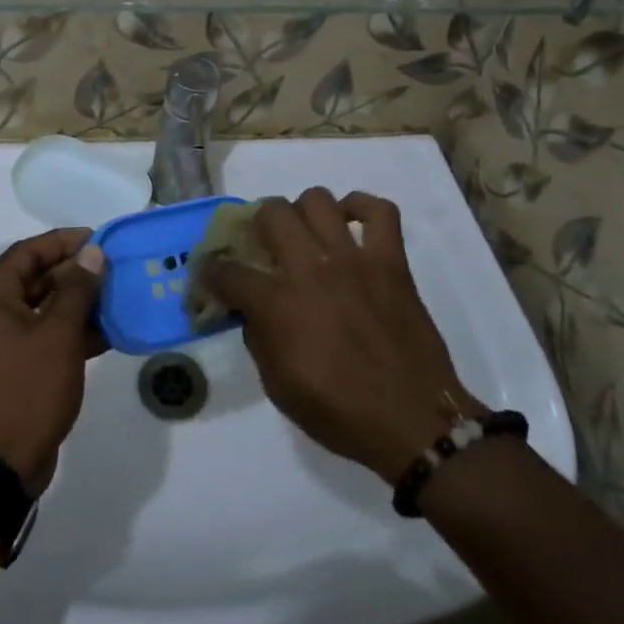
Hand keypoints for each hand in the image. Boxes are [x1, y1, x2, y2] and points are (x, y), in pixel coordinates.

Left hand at [0, 229, 106, 494]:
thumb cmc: (26, 390)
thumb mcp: (58, 335)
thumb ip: (78, 289)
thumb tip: (92, 253)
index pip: (29, 251)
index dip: (65, 242)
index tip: (100, 240)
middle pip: (35, 278)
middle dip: (75, 274)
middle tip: (113, 271)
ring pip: (41, 309)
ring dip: (76, 305)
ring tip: (116, 300)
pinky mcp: (9, 369)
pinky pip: (41, 337)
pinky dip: (69, 333)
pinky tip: (105, 335)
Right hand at [202, 189, 483, 482]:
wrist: (414, 423)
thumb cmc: (340, 413)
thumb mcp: (278, 387)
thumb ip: (258, 339)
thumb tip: (251, 311)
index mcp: (277, 305)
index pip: (227, 271)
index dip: (210, 271)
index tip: (210, 274)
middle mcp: (311, 270)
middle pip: (272, 212)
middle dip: (258, 224)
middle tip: (265, 245)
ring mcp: (354, 260)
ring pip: (318, 200)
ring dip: (303, 212)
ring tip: (307, 234)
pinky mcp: (391, 261)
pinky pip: (380, 211)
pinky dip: (362, 207)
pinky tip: (351, 222)